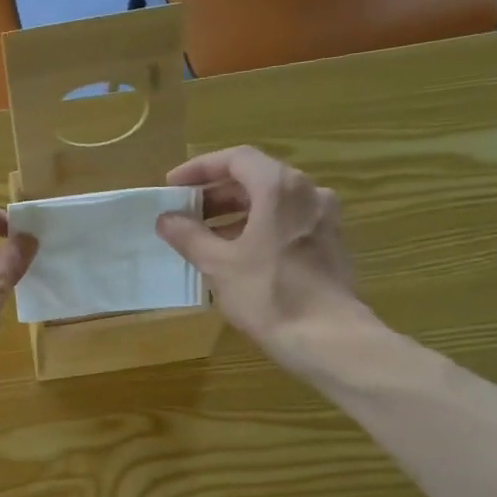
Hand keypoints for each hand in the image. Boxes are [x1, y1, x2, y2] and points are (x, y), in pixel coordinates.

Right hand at [154, 147, 368, 349]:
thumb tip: (166, 219)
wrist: (326, 337)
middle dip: (217, 193)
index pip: (236, 159)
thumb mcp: (218, 265)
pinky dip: (259, 227)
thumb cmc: (268, 294)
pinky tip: (238, 254)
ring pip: (273, 202)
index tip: (173, 186)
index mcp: (279, 187)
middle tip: (185, 212)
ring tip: (206, 236)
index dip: (200, 169)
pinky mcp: (330, 243)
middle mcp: (308, 192)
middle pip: (256, 178)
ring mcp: (324, 218)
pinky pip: (288, 222)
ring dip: (237, 212)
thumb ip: (189, 236)